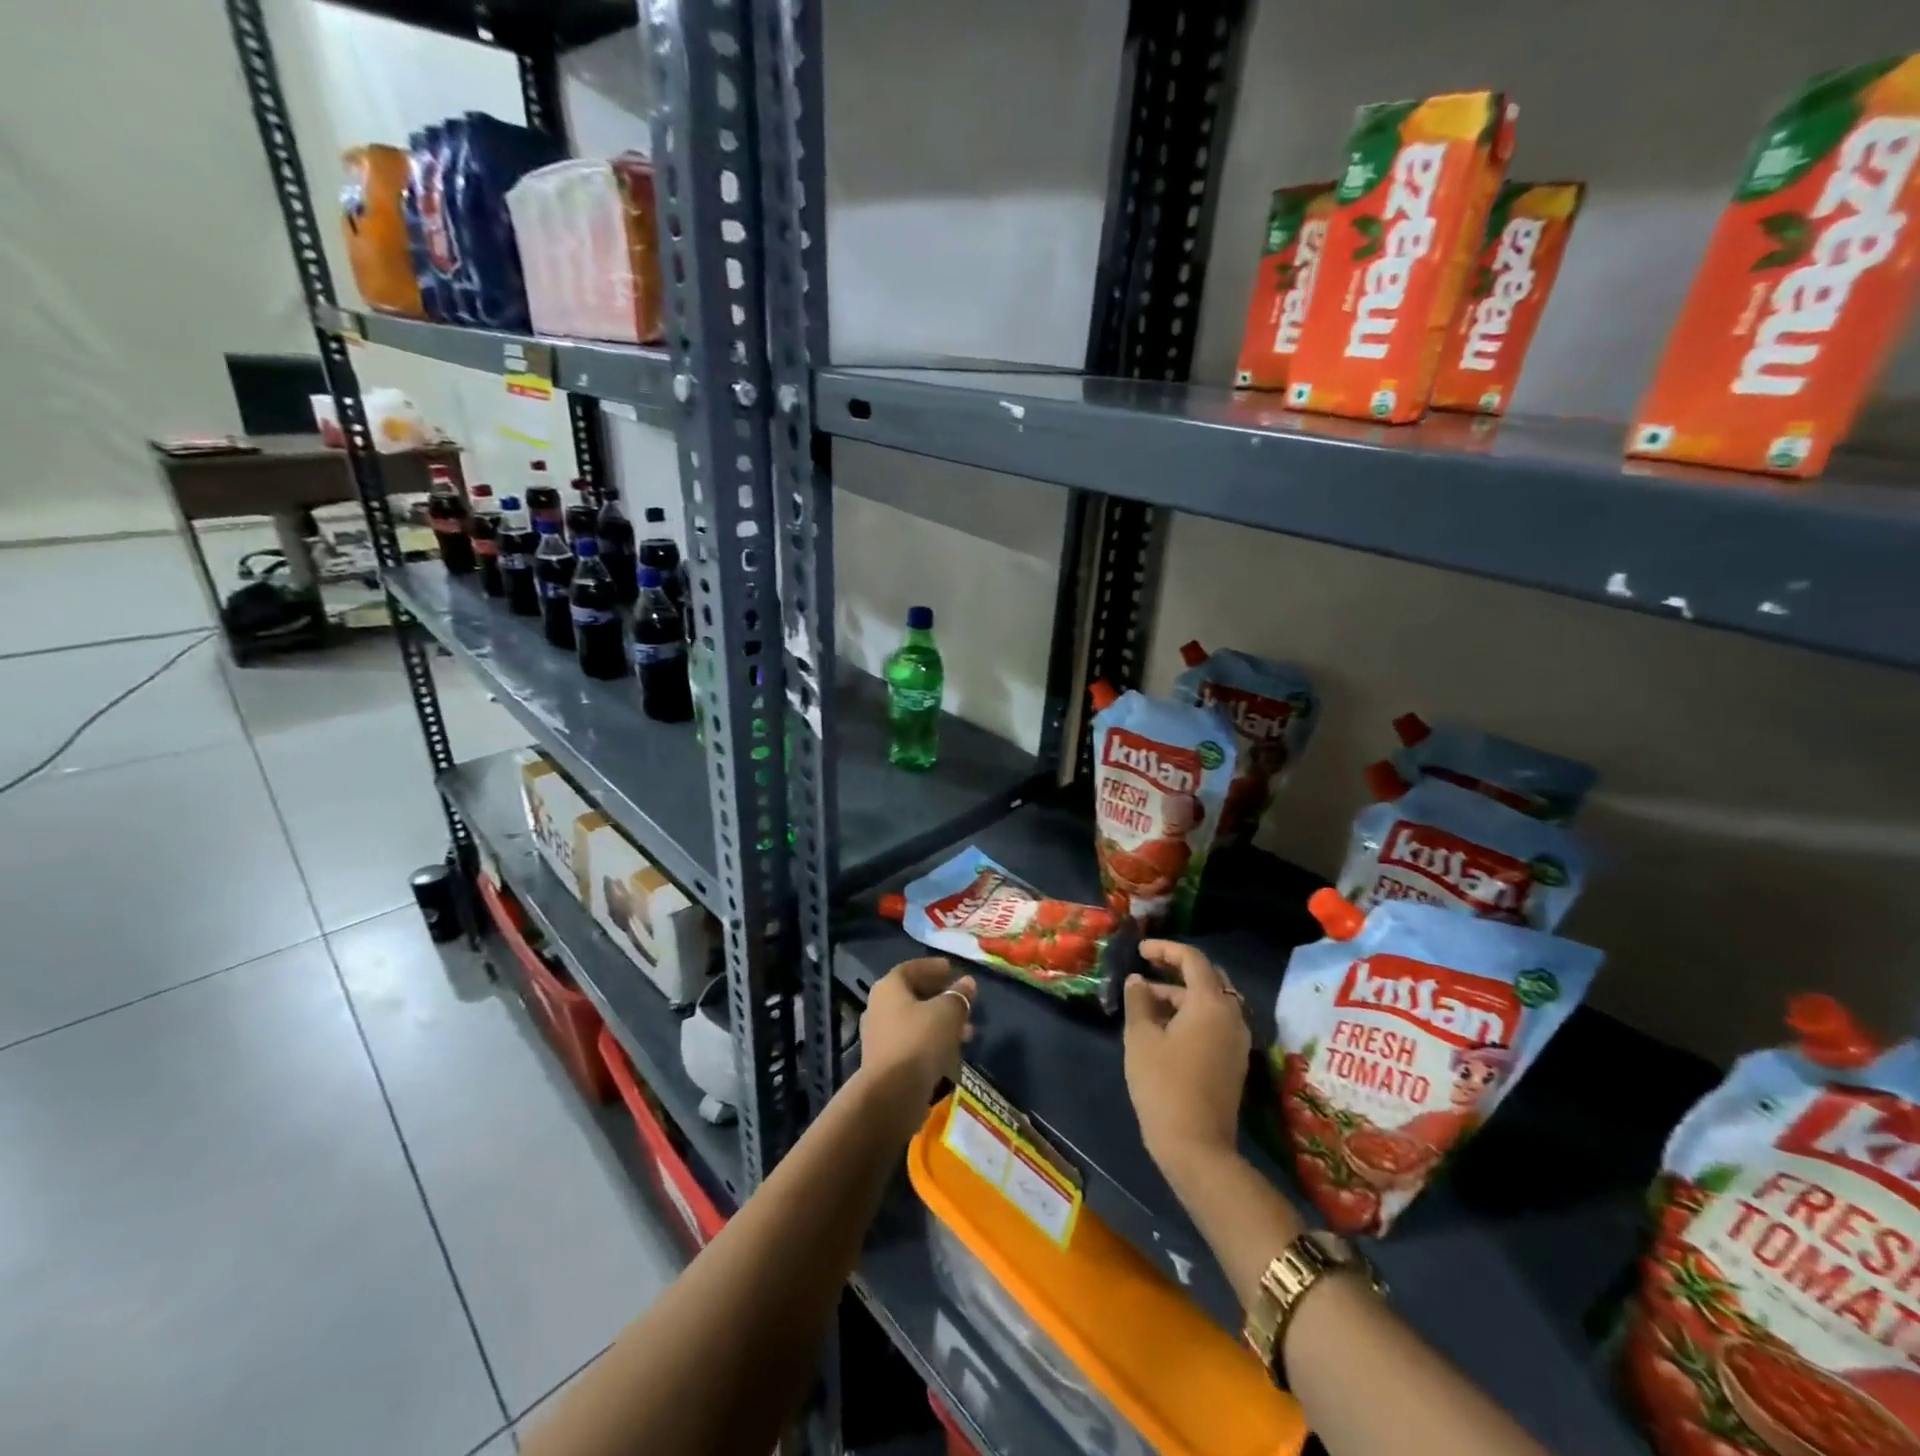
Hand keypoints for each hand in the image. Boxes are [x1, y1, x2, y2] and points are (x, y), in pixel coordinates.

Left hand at [857, 957, 975, 1127]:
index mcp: (889, 988)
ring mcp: (881, 1037)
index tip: (952, 969)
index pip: (911, 968)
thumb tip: (967, 983)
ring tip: (968, 1031)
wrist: (892, 1094)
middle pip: (913, 996)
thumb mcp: (948, 1012)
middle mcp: (879, 1008)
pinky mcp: (887, 1063)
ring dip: (941, 1023)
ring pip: (916, 1022)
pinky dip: (933, 1043)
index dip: (932, 967)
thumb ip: (959, 995)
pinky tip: (953, 1053)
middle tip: (964, 1000)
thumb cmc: (920, 1040)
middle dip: (941, 997)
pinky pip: (913, 1044)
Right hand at [1122, 940, 1251, 1174]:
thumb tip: (1138, 981)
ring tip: (1146, 1001)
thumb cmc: (1163, 1084)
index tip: (1140, 950)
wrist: (1196, 1147)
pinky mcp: (1234, 1062)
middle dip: (1177, 969)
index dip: (1165, 949)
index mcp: (1211, 1004)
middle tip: (1148, 967)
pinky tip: (1164, 1027)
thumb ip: (1139, 1001)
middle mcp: (1232, 1016)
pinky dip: (1191, 1014)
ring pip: (1211, 1002)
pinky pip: (1215, 1023)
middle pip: (1209, 978)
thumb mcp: (1141, 1037)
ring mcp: (1237, 1041)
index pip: (1193, 959)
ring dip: (1181, 995)